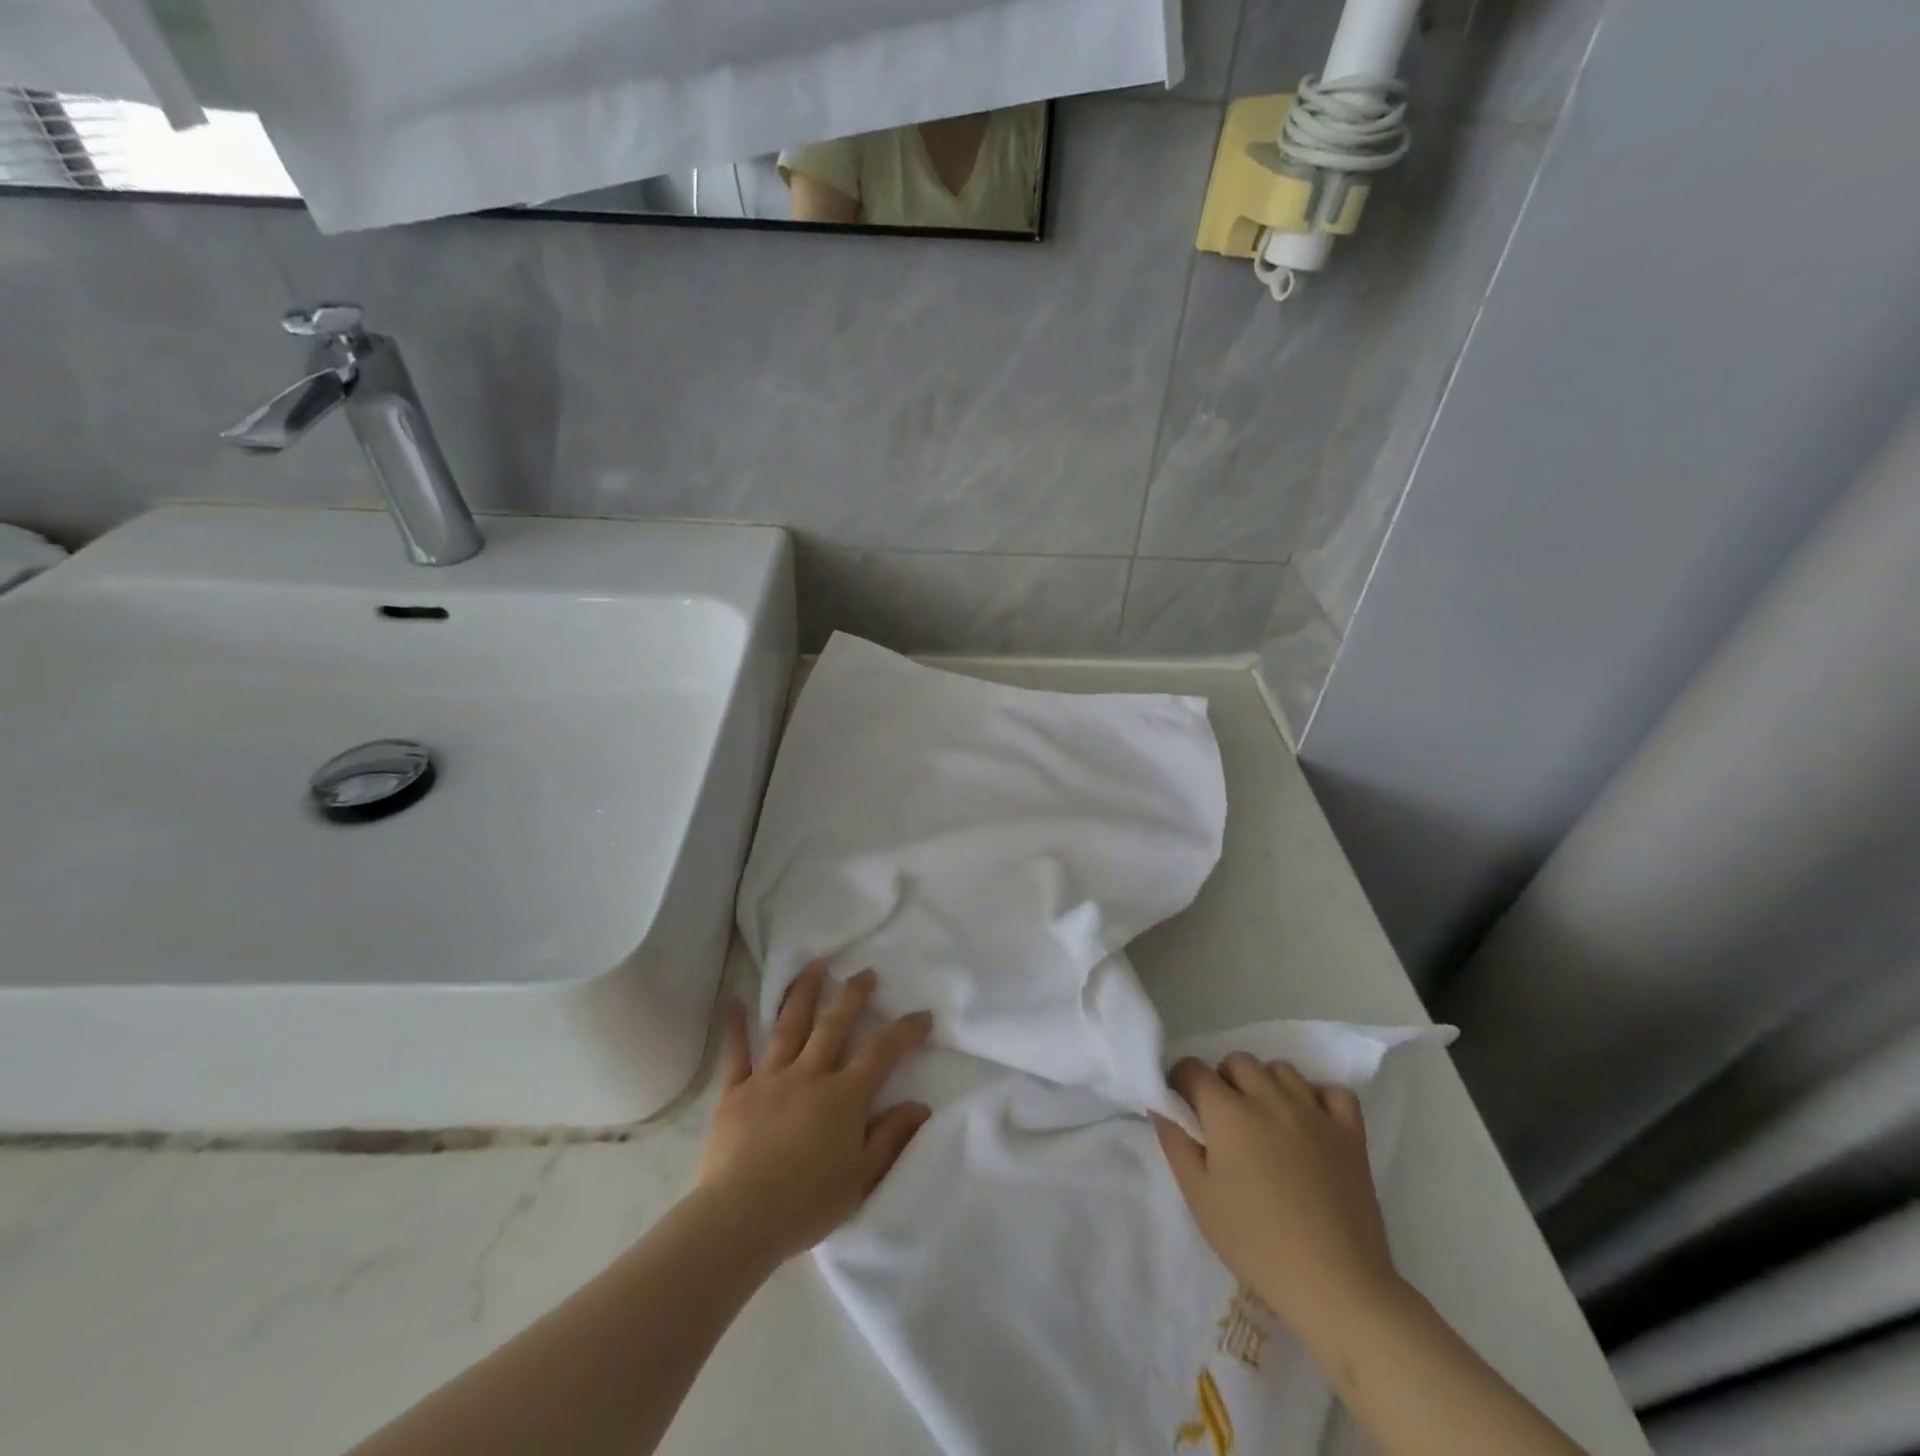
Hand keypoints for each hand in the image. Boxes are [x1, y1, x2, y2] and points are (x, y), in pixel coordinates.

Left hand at [696, 961, 932, 1264]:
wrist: (739, 1219)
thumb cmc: (806, 1204)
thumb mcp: (861, 1179)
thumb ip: (890, 1138)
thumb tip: (920, 1106)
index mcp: (843, 1096)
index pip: (881, 1052)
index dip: (905, 1031)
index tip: (922, 1016)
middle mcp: (808, 1075)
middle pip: (834, 1024)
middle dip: (853, 995)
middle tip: (866, 974)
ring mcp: (769, 1078)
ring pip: (789, 1025)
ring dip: (804, 992)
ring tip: (815, 964)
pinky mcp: (735, 1092)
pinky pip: (736, 1054)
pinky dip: (736, 1027)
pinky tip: (733, 1000)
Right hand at [1155, 1054, 1402, 1344]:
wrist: (1335, 1285)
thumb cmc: (1256, 1243)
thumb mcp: (1199, 1198)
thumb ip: (1176, 1144)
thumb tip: (1163, 1108)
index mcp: (1229, 1112)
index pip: (1193, 1070)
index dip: (1180, 1082)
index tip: (1182, 1106)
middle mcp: (1270, 1098)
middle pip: (1237, 1061)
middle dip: (1222, 1080)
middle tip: (1223, 1118)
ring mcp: (1314, 1113)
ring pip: (1281, 1069)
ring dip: (1265, 1083)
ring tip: (1264, 1119)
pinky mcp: (1350, 1134)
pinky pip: (1334, 1092)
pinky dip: (1319, 1097)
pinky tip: (1310, 1121)